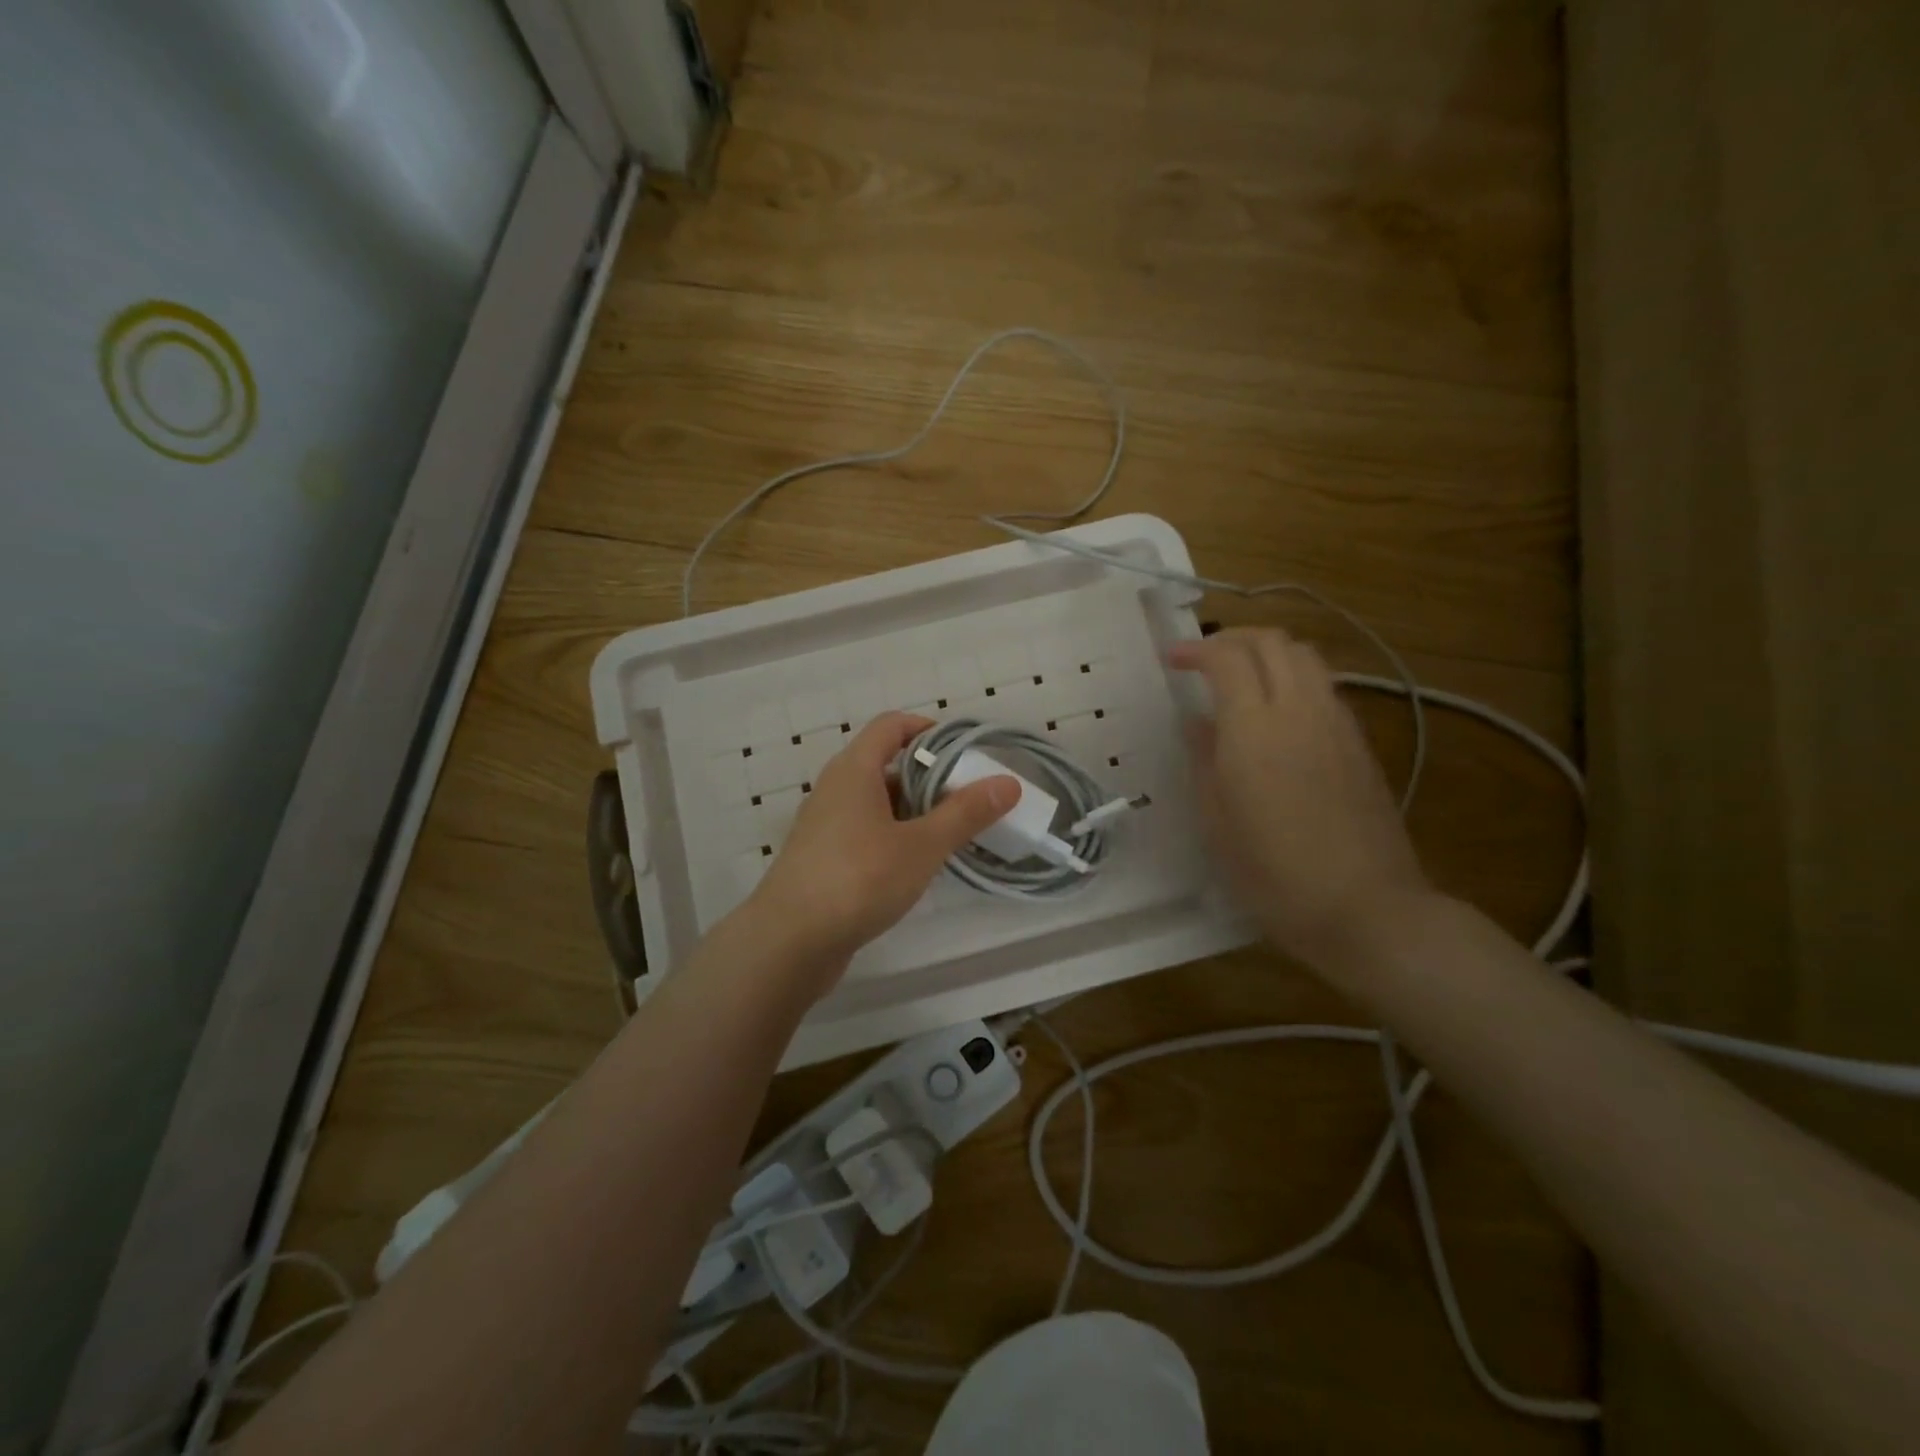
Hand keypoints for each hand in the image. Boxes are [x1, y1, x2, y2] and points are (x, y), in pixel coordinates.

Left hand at [742, 712, 1018, 988]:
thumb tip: (1009, 782)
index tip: (964, 750)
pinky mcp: (823, 857)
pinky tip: (918, 864)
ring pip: (877, 802)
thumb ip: (965, 813)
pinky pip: (866, 831)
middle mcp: (836, 788)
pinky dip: (894, 836)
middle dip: (930, 776)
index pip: (892, 725)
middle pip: (887, 763)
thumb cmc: (858, 879)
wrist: (789, 942)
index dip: (928, 728)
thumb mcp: (921, 845)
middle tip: (969, 796)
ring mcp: (826, 824)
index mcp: (855, 769)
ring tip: (953, 832)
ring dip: (914, 810)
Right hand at [1168, 628, 1429, 964]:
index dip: (1196, 650)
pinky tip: (1279, 714)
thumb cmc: (1273, 874)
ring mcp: (1337, 724)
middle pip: (1273, 642)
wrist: (1365, 908)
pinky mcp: (1360, 743)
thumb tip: (1196, 722)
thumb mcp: (1217, 822)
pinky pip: (1324, 687)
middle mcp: (1300, 711)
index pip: (1227, 658)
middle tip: (1205, 660)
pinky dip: (1295, 678)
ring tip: (1241, 678)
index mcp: (1255, 729)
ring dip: (1268, 653)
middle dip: (1234, 638)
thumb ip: (1204, 760)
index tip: (1172, 660)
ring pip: (1305, 657)